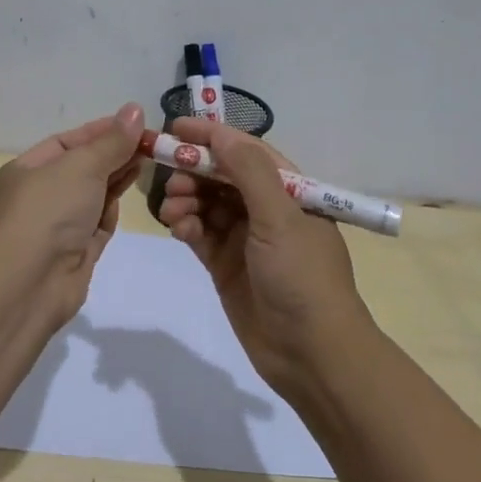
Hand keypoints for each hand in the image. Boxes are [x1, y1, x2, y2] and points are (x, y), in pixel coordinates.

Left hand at [0, 103, 145, 325]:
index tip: (135, 123)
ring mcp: (57, 227)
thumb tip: (135, 111)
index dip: (100, 131)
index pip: (66, 143)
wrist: (30, 282)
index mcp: (25, 170)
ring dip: (118, 177)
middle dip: (114, 154)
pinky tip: (132, 190)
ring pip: (92, 195)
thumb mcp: (81, 166)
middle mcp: (38, 197)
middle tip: (151, 141)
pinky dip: (113, 207)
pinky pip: (98, 222)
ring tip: (149, 158)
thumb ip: (111, 141)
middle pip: (81, 168)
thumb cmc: (48, 211)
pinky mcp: (76, 252)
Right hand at [156, 117, 373, 395]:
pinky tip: (178, 229)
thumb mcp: (282, 218)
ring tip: (173, 210)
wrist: (310, 353)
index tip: (176, 128)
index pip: (247, 151)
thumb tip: (220, 134)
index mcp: (290, 191)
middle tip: (170, 176)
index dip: (213, 137)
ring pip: (207, 203)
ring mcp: (245, 238)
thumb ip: (250, 172)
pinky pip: (200, 233)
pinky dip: (186, 226)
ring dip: (187, 199)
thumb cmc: (302, 276)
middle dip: (195, 171)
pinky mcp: (225, 264)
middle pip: (222, 176)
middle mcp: (267, 209)